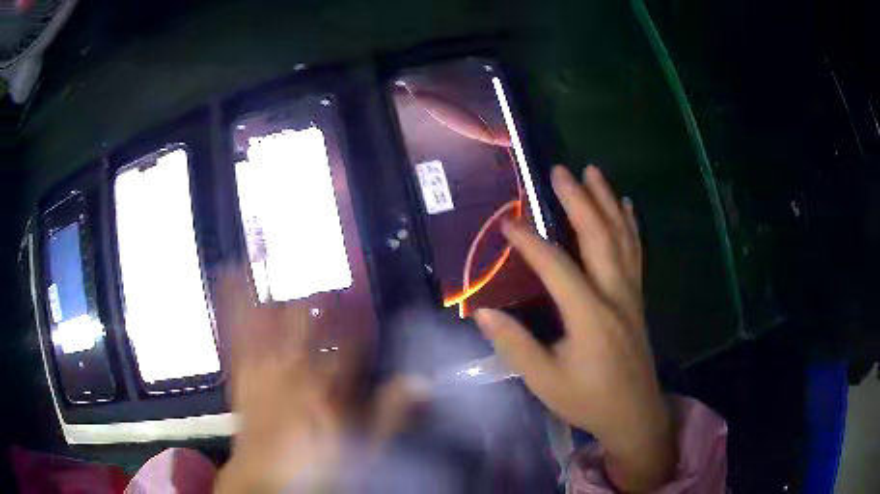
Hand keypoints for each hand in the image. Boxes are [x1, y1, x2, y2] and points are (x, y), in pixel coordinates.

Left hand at [214, 271, 423, 492]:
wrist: (264, 477)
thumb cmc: (315, 465)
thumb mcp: (364, 448)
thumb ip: (391, 414)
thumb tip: (419, 384)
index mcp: (325, 388)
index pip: (348, 341)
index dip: (360, 320)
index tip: (366, 307)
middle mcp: (291, 371)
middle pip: (305, 320)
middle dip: (320, 301)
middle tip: (331, 291)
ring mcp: (262, 369)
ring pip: (270, 318)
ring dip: (279, 294)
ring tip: (283, 270)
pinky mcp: (240, 372)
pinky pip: (236, 331)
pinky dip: (233, 303)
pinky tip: (231, 277)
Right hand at [475, 166, 674, 491]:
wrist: (634, 413)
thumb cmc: (588, 400)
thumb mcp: (545, 382)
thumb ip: (516, 346)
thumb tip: (483, 313)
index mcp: (590, 315)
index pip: (557, 267)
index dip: (530, 243)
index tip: (507, 223)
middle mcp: (615, 295)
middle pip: (599, 237)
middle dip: (579, 200)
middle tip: (560, 171)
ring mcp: (631, 294)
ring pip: (622, 238)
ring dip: (607, 202)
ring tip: (594, 172)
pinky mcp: (637, 298)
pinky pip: (636, 253)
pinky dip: (631, 225)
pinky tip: (627, 206)